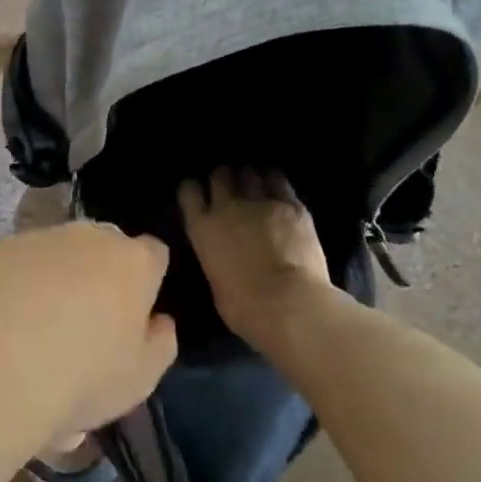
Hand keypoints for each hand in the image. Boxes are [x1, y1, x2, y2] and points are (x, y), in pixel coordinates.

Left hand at [0, 222, 176, 444]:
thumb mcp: (141, 379)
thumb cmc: (80, 378)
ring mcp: (38, 237)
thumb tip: (157, 320)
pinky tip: (1, 323)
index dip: (146, 284)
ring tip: (35, 329)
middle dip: (100, 275)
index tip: (132, 316)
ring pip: (57, 253)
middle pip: (104, 248)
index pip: (153, 255)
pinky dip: (15, 284)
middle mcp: (88, 236)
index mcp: (133, 261)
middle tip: (84, 324)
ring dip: (55, 278)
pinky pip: (16, 263)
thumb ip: (159, 341)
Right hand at [179, 168, 331, 340]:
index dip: (194, 189)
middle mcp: (227, 207)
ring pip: (250, 173)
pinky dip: (276, 182)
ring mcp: (260, 202)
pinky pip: (279, 181)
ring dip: (251, 178)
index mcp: (202, 228)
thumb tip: (221, 256)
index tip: (199, 193)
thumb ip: (215, 258)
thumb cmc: (244, 308)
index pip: (189, 192)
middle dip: (225, 178)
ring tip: (256, 184)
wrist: (288, 304)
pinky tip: (278, 186)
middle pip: (220, 175)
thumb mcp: (215, 282)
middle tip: (231, 186)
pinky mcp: (291, 205)